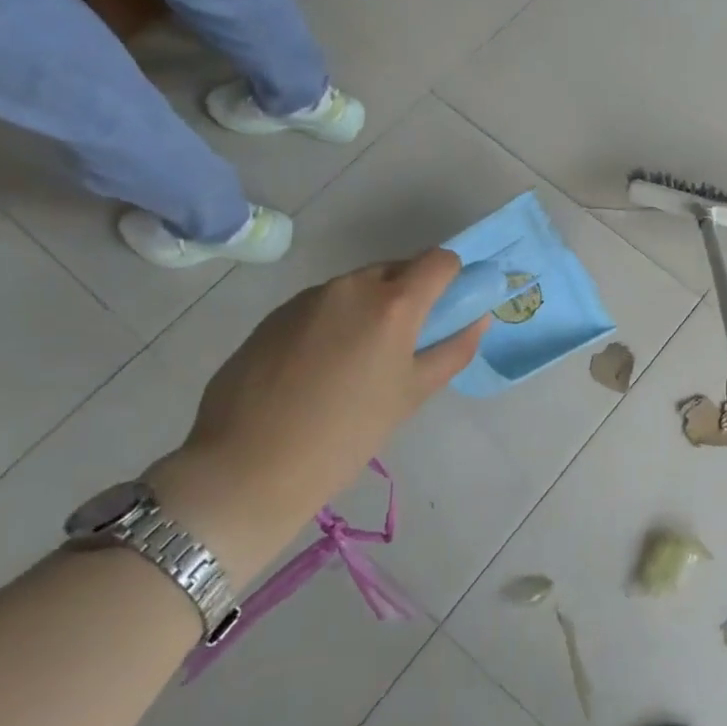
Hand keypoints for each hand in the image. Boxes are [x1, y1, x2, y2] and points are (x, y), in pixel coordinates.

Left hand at [187, 249, 487, 480]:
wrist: (248, 465)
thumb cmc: (347, 434)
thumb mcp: (412, 395)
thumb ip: (453, 351)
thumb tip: (478, 320)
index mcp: (393, 303)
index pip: (439, 260)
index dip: (452, 277)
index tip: (447, 309)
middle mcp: (351, 286)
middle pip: (396, 269)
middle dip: (409, 295)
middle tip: (403, 345)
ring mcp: (308, 297)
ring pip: (357, 287)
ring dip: (370, 308)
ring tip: (356, 363)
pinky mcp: (275, 314)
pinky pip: (322, 304)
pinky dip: (334, 321)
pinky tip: (319, 368)